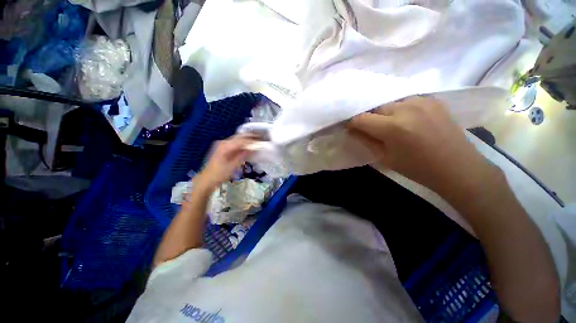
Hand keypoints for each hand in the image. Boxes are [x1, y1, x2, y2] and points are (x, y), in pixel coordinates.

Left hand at [195, 134, 256, 191]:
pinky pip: (235, 143)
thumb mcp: (232, 166)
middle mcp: (223, 142)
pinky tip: (248, 146)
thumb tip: (253, 149)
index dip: (252, 140)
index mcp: (225, 146)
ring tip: (256, 141)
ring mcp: (222, 145)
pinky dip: (242, 144)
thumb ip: (243, 156)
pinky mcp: (223, 148)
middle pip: (239, 137)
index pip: (241, 140)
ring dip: (247, 140)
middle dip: (250, 137)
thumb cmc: (219, 174)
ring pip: (237, 139)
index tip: (260, 141)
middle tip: (260, 138)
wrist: (207, 179)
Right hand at [347, 96, 497, 198]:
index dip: (352, 123)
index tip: (350, 128)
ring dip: (385, 113)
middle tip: (373, 130)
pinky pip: (406, 100)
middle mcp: (406, 108)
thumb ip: (366, 140)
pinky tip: (407, 120)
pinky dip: (400, 109)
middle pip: (376, 108)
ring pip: (390, 103)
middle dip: (370, 118)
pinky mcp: (432, 99)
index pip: (361, 118)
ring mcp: (422, 100)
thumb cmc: (417, 168)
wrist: (457, 167)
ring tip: (392, 125)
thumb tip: (351, 130)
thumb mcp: (385, 157)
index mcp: (393, 127)